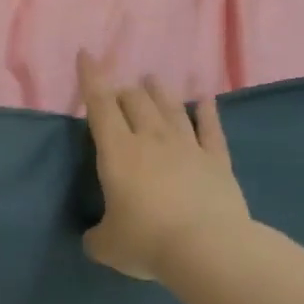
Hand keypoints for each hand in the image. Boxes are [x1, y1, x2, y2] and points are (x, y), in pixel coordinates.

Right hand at [78, 51, 252, 281]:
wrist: (208, 249)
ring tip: (151, 80)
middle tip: (118, 92)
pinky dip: (208, 112)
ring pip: (171, 107)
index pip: (100, 106)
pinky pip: (211, 129)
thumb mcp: (106, 245)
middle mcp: (151, 139)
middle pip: (135, 101)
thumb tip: (96, 237)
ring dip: (158, 92)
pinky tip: (206, 99)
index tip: (87, 54)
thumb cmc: (147, 242)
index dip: (91, 78)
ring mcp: (188, 147)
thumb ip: (97, 236)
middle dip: (123, 91)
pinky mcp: (216, 161)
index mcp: (118, 152)